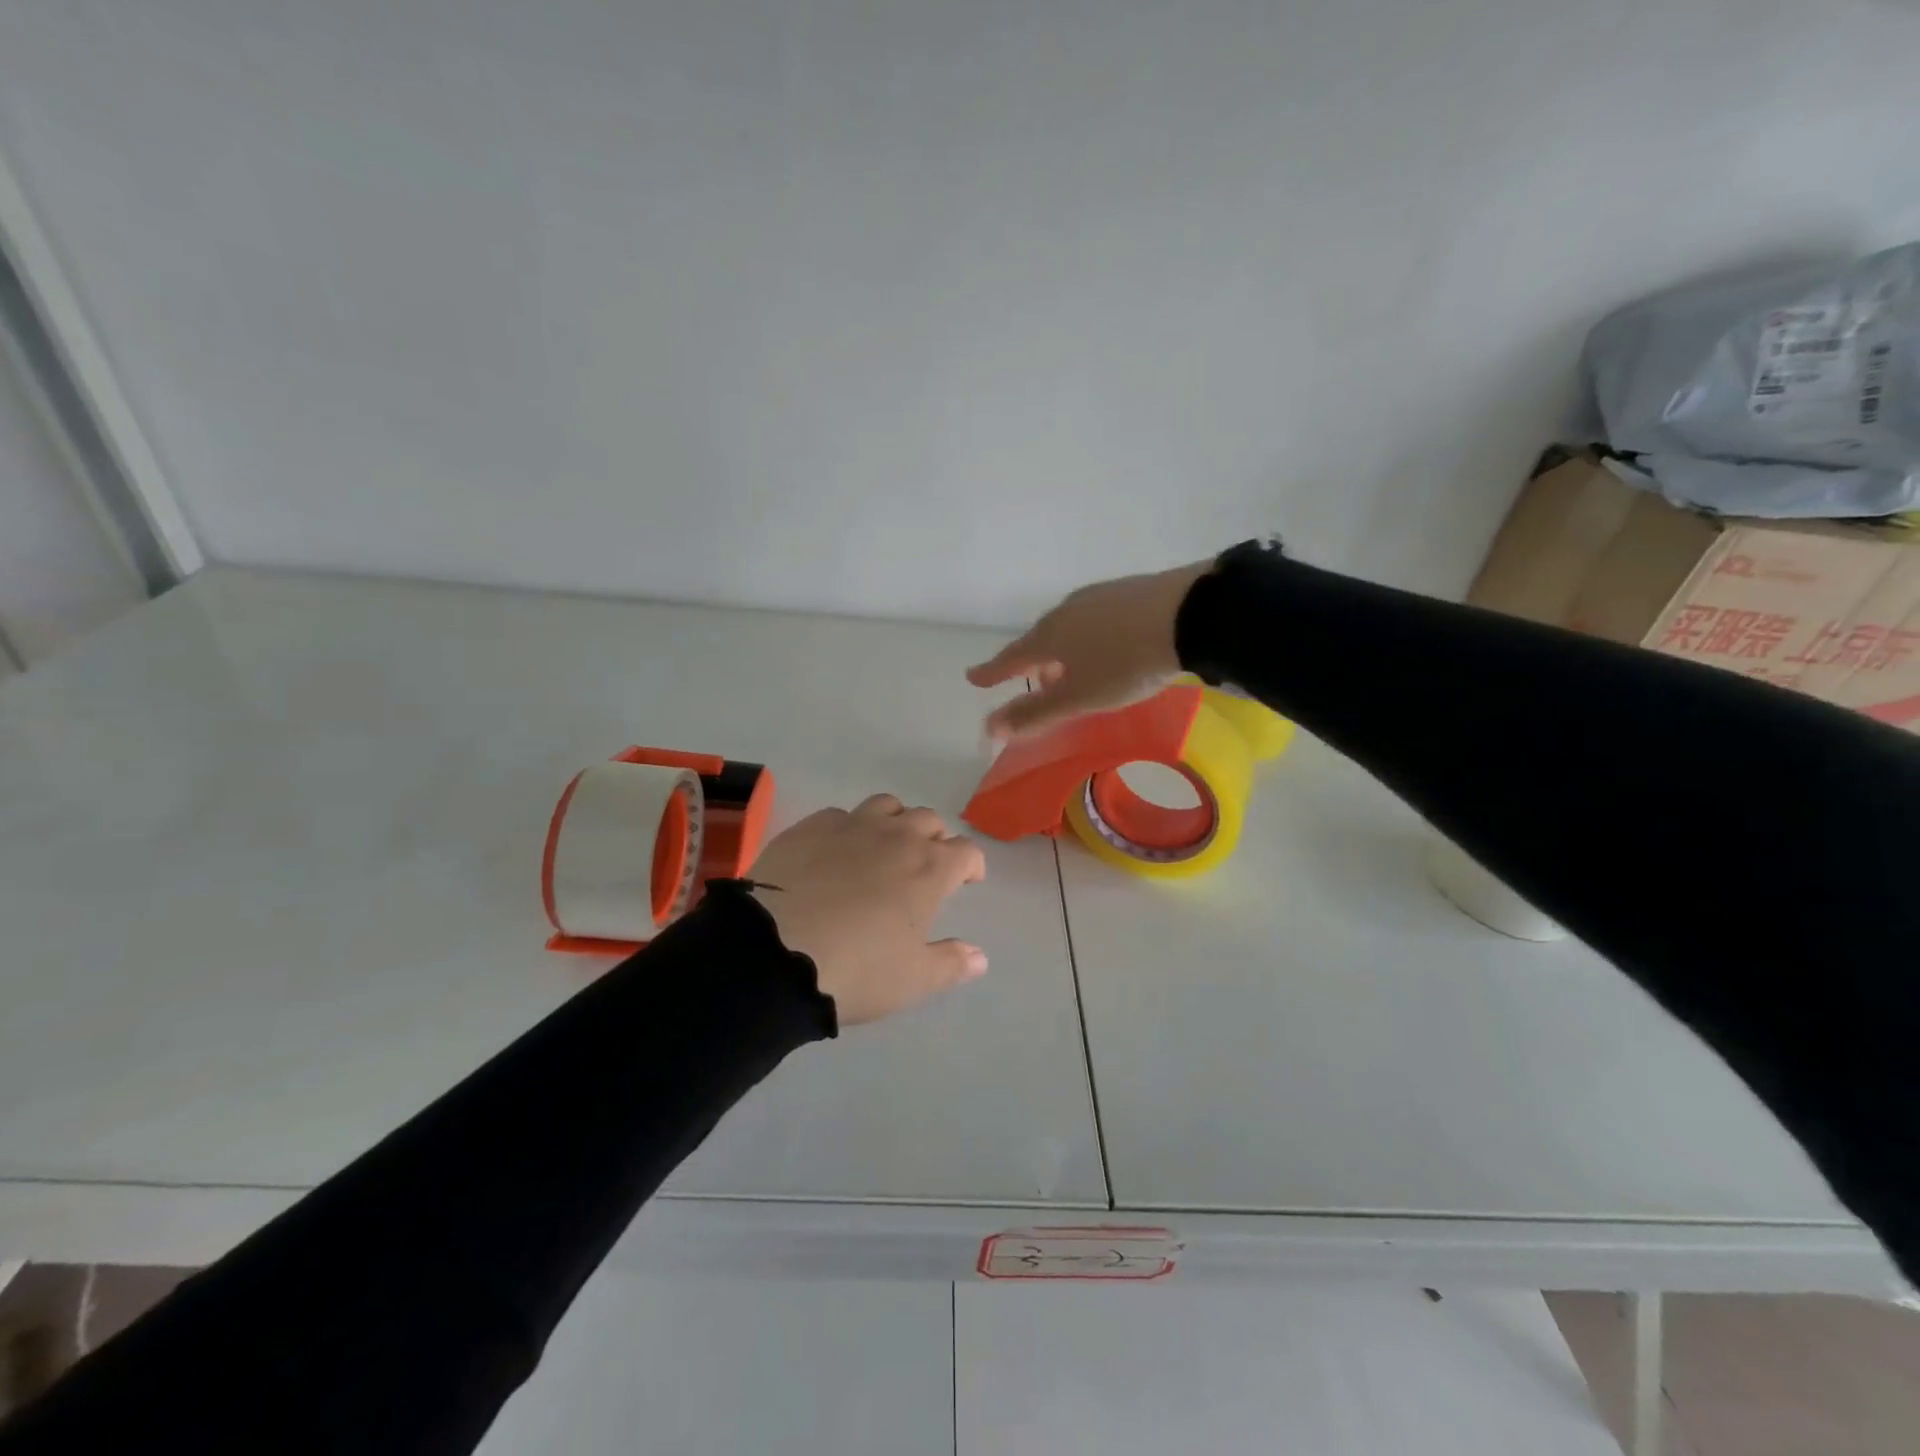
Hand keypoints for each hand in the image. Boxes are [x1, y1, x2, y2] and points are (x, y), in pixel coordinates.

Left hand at [748, 794, 988, 1026]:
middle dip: (934, 839)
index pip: (966, 851)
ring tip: (884, 846)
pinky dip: (848, 828)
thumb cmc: (857, 969)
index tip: (966, 880)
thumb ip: (951, 964)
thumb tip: (980, 957)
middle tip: (924, 867)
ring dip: (894, 821)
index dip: (971, 864)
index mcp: (930, 869)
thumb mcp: (912, 980)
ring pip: (886, 805)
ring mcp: (850, 826)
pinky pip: (839, 815)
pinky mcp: (809, 827)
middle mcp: (896, 836)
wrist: (774, 952)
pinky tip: (835, 852)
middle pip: (928, 820)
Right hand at [966, 559, 1212, 738]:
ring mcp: (1099, 596)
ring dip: (1064, 649)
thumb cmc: (1124, 663)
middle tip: (1034, 679)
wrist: (1187, 615)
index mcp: (1049, 636)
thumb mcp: (1079, 697)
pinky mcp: (1129, 590)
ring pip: (1070, 626)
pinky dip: (1092, 636)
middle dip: (1034, 661)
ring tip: (1074, 666)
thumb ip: (1035, 714)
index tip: (973, 678)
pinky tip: (1110, 643)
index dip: (993, 672)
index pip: (1012, 658)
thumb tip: (990, 728)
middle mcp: (1067, 610)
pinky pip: (1097, 617)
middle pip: (1041, 639)